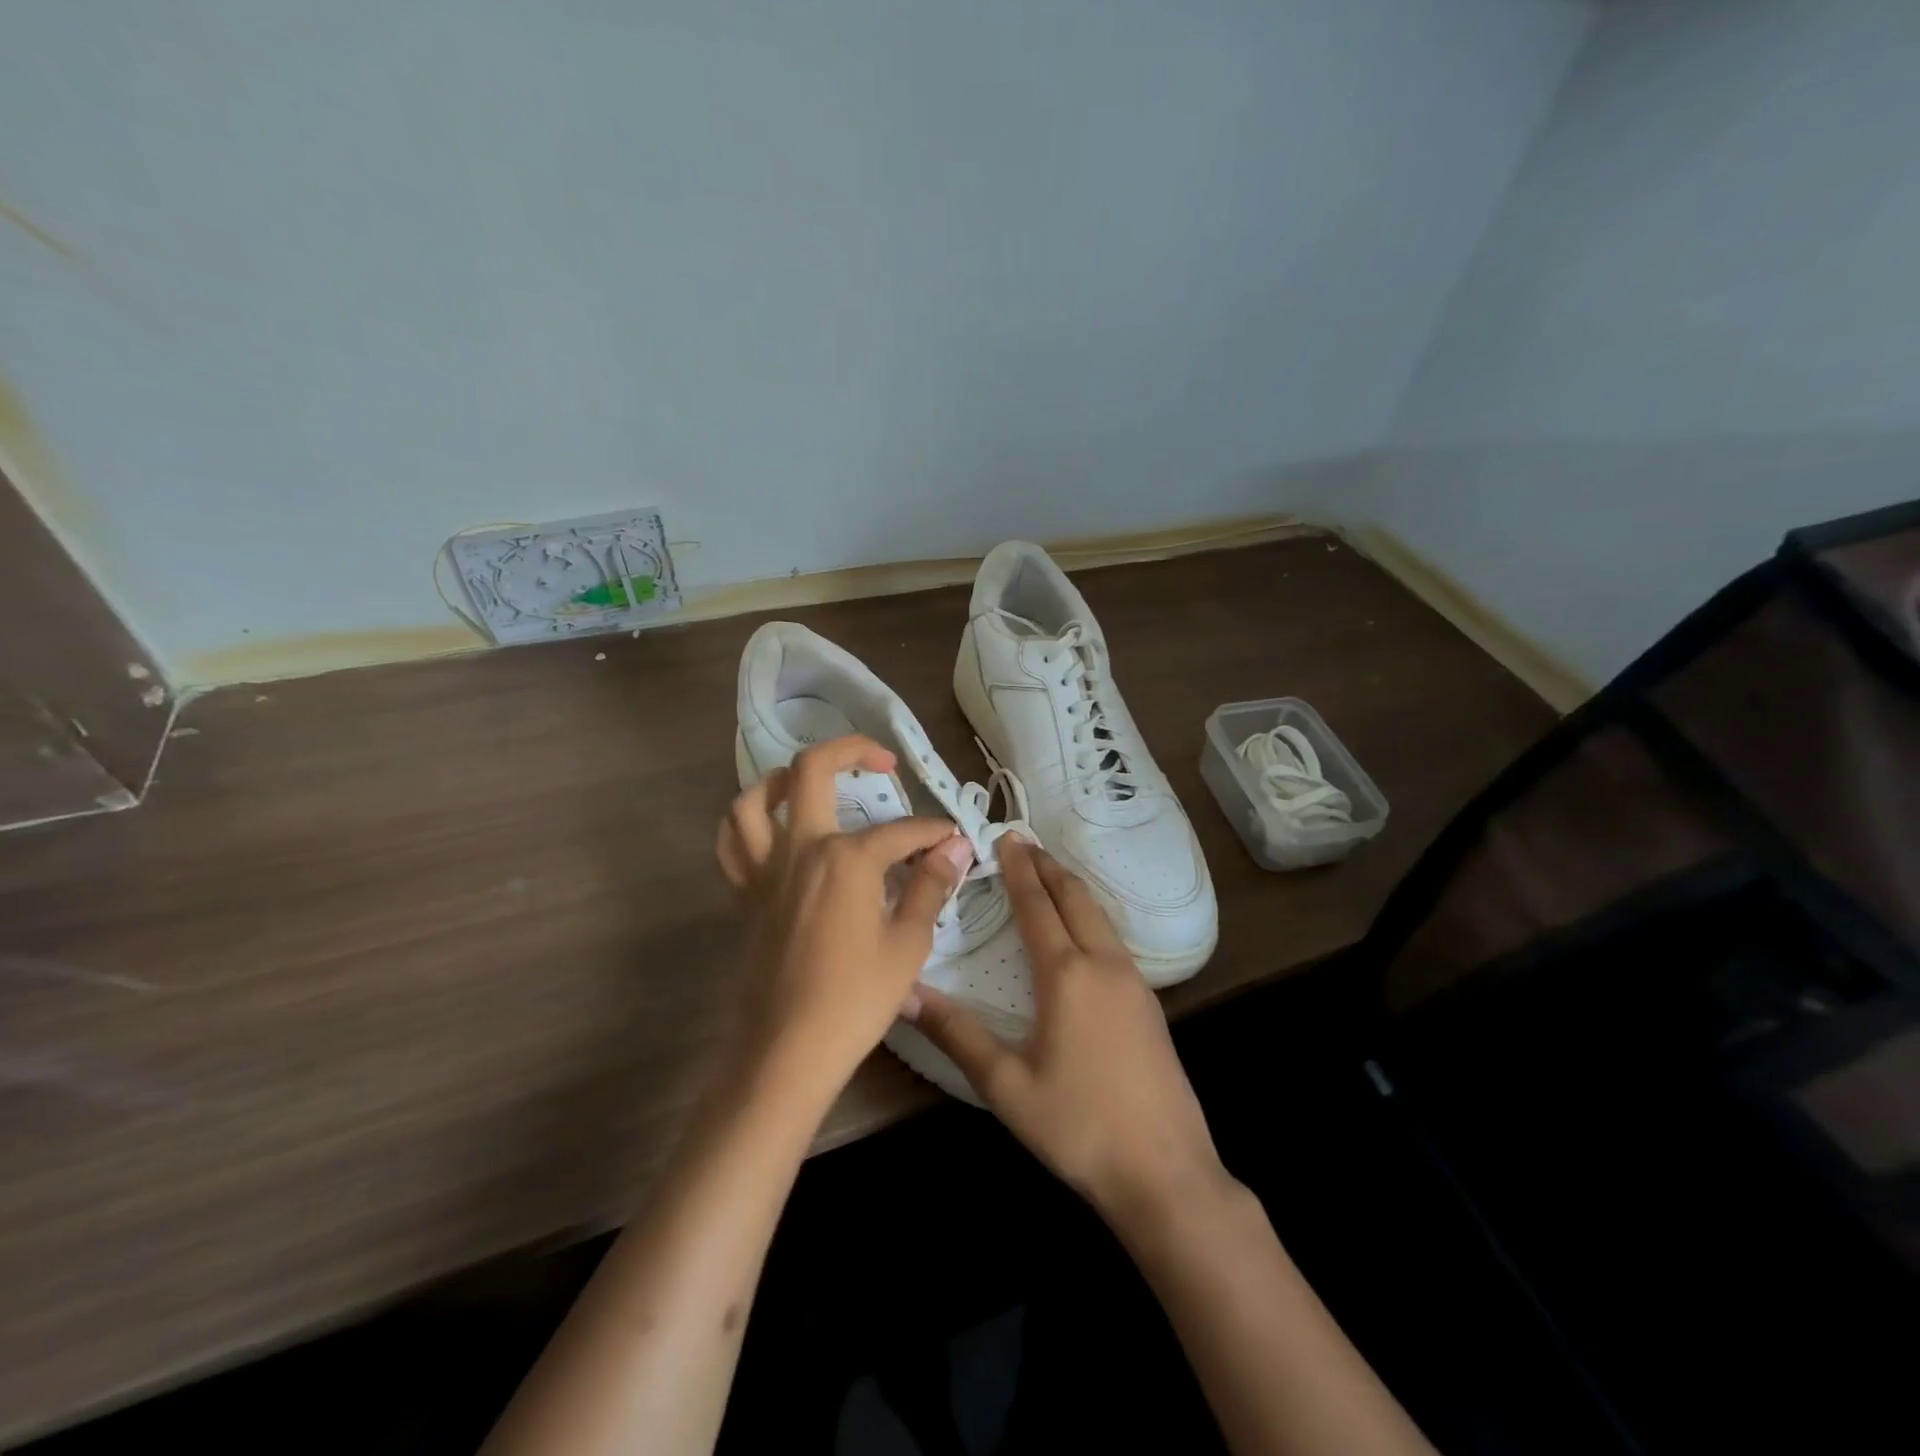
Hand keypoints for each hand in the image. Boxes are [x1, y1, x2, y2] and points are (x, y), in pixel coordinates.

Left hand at [715, 734, 974, 1107]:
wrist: (786, 1052)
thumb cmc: (854, 1000)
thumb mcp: (907, 943)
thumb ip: (930, 886)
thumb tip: (954, 847)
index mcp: (846, 858)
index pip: (902, 831)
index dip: (934, 832)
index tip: (954, 839)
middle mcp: (800, 848)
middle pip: (812, 770)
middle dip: (852, 751)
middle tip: (883, 762)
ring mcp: (764, 869)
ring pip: (753, 799)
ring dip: (783, 779)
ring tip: (812, 785)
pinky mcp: (744, 895)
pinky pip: (732, 843)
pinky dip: (748, 824)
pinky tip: (772, 832)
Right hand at [905, 839, 1232, 1237]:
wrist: (1166, 1173)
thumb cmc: (1078, 1127)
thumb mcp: (1006, 1085)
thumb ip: (956, 1034)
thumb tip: (906, 993)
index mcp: (1067, 975)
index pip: (1037, 905)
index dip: (1019, 870)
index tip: (1005, 837)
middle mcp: (1104, 964)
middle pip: (1075, 898)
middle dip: (1047, 867)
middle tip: (1024, 843)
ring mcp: (1134, 982)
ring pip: (1099, 915)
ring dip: (1071, 888)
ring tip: (1049, 874)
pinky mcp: (1149, 1003)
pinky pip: (1113, 937)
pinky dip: (1089, 914)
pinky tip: (1082, 930)